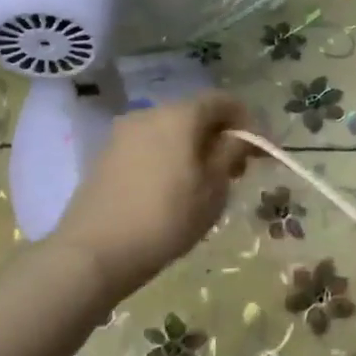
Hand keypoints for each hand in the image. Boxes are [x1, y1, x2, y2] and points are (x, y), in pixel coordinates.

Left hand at [51, 92, 255, 300]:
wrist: (94, 253)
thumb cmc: (167, 217)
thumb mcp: (214, 187)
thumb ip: (231, 153)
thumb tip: (240, 137)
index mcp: (180, 115)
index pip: (223, 101)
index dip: (248, 121)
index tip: (261, 150)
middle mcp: (149, 114)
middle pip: (195, 114)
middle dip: (220, 136)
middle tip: (237, 170)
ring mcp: (122, 135)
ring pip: (171, 131)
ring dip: (194, 148)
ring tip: (206, 183)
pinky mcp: (106, 158)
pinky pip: (150, 147)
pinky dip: (170, 158)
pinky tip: (174, 190)